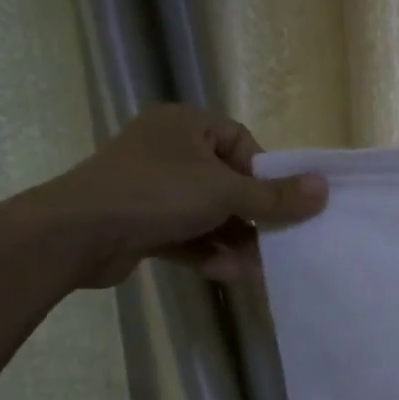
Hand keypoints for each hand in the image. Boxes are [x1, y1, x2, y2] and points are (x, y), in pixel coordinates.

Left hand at [33, 104, 326, 287]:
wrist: (74, 235)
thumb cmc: (156, 194)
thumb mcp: (225, 191)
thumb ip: (275, 195)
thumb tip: (324, 188)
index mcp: (186, 125)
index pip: (241, 143)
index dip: (264, 174)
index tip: (277, 203)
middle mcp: (168, 150)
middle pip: (228, 183)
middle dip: (251, 218)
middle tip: (275, 242)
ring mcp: (150, 188)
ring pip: (207, 214)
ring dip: (232, 242)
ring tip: (252, 268)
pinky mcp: (138, 222)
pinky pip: (185, 234)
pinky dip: (206, 252)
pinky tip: (225, 274)